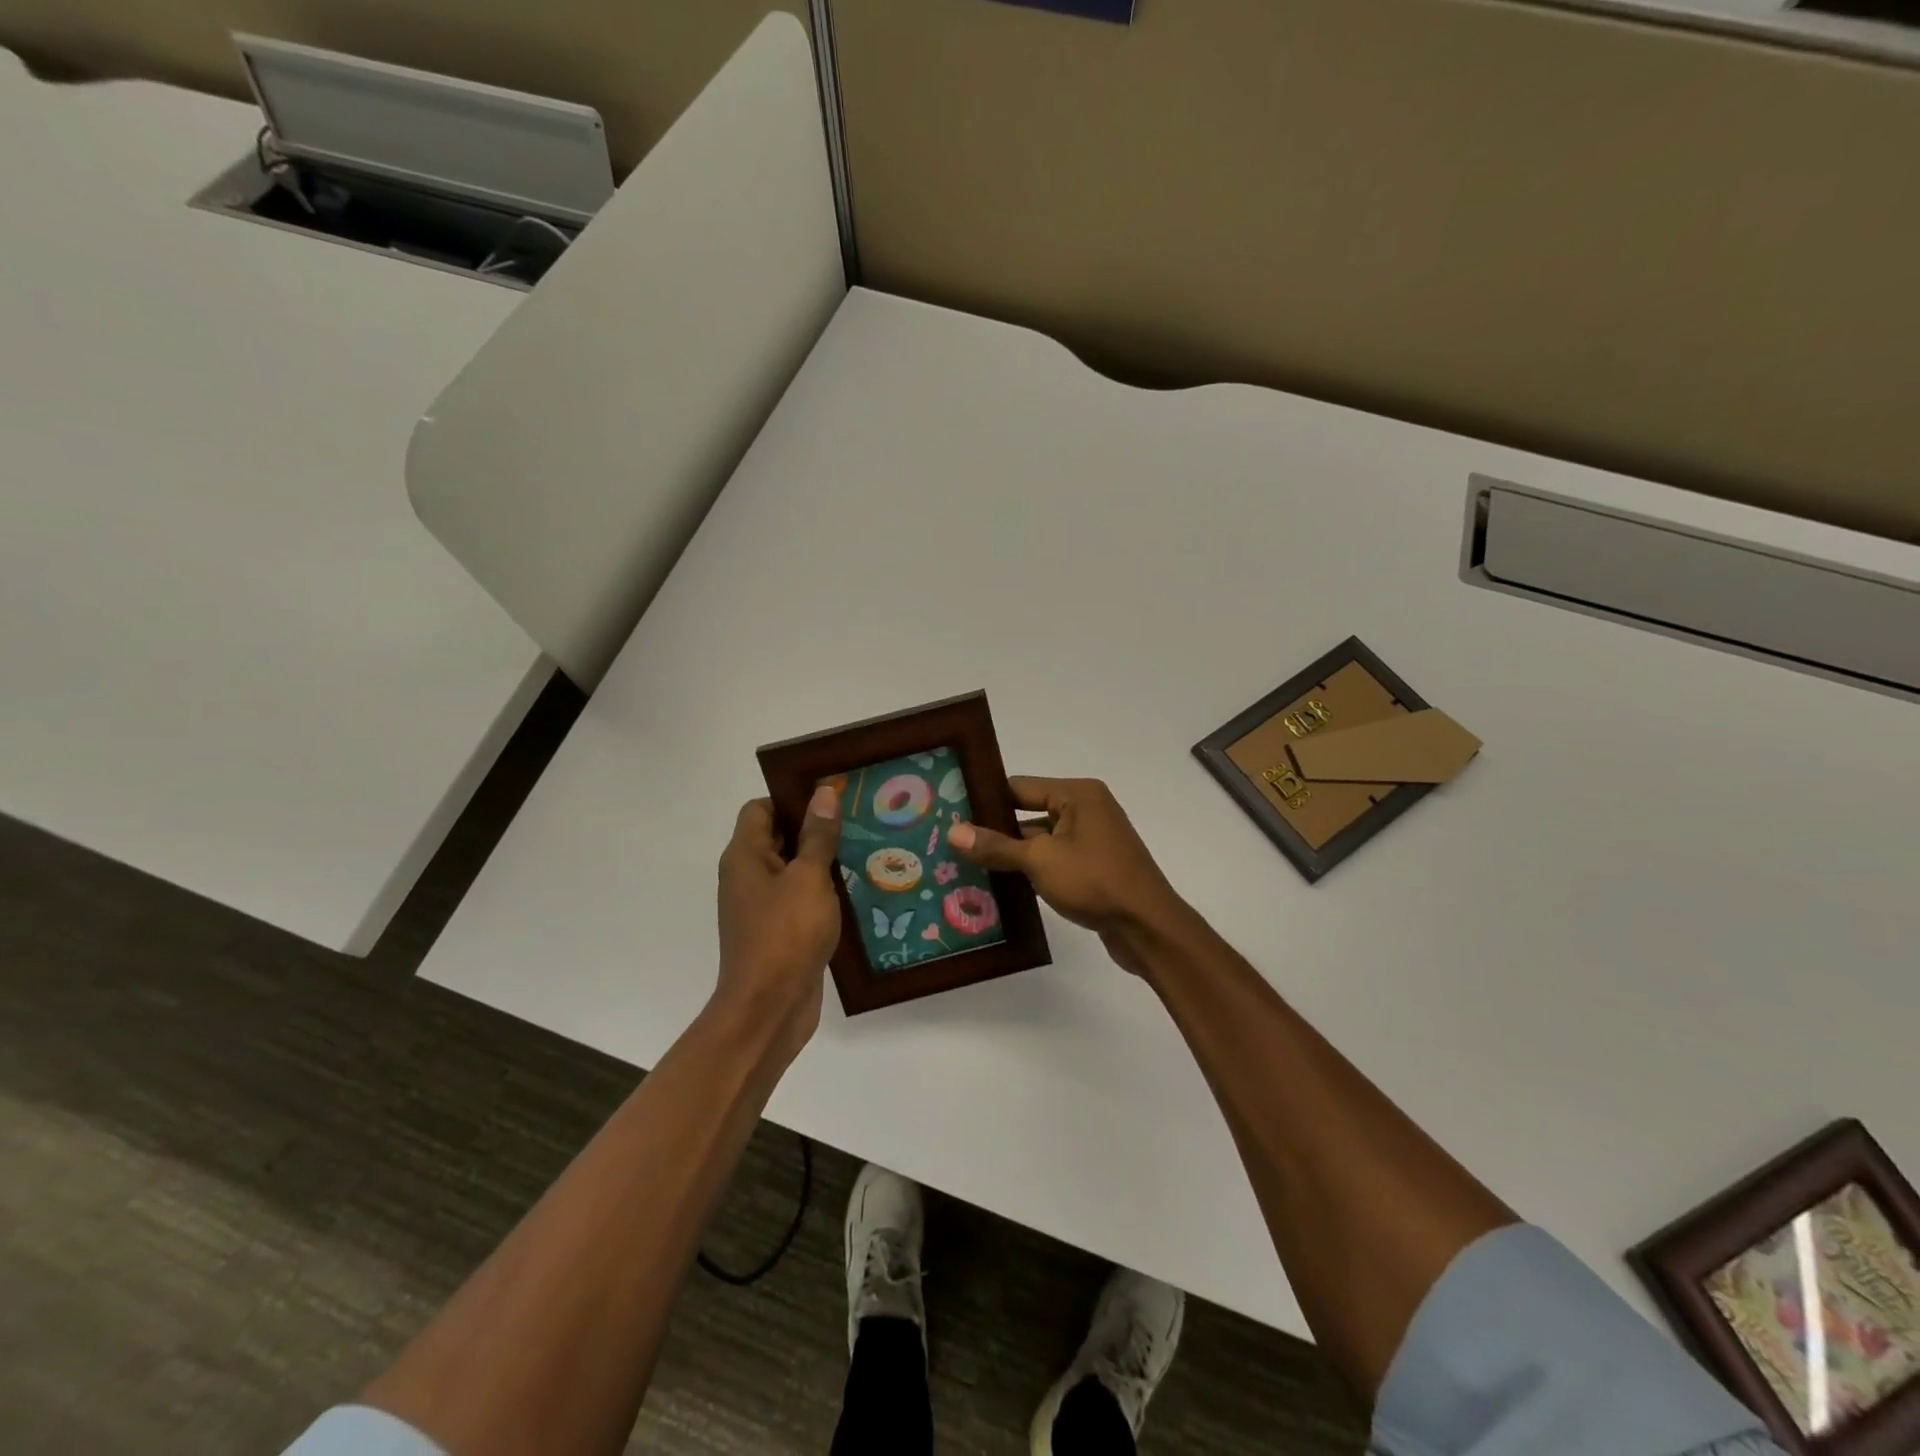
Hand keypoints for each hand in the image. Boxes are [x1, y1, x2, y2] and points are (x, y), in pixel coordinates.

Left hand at [714, 787, 841, 1062]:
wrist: (769, 1009)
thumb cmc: (786, 935)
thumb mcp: (808, 879)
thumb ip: (817, 835)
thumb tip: (823, 792)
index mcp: (745, 857)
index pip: (760, 809)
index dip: (792, 798)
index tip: (831, 797)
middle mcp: (747, 877)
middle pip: (777, 837)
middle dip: (814, 827)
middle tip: (858, 818)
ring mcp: (761, 907)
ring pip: (791, 870)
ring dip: (822, 861)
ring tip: (864, 849)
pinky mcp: (778, 932)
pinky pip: (799, 899)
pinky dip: (821, 892)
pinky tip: (855, 890)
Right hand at [949, 777, 1186, 976]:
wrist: (1148, 928)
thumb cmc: (1095, 881)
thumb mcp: (1040, 860)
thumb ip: (997, 846)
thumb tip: (954, 831)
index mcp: (1077, 794)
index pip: (1020, 787)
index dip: (986, 799)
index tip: (951, 810)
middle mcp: (1086, 810)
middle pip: (1028, 813)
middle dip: (994, 830)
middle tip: (951, 842)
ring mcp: (1091, 841)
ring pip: (1039, 841)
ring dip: (1010, 854)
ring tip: (965, 866)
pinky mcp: (1093, 869)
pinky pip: (1052, 862)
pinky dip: (1030, 871)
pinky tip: (997, 887)